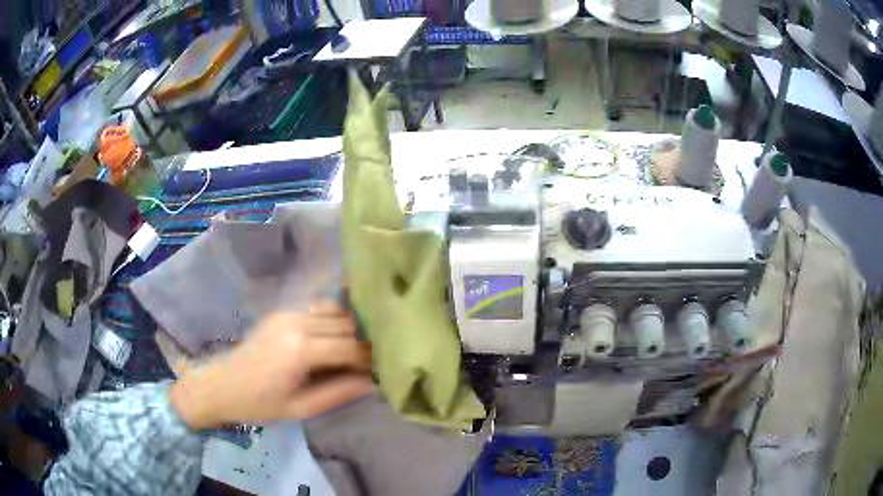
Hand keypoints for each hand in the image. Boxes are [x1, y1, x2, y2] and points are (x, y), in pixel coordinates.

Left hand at [169, 302, 372, 429]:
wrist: (223, 385)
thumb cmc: (261, 404)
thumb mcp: (301, 408)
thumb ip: (339, 393)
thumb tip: (373, 381)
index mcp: (301, 350)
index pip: (351, 347)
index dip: (371, 358)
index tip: (384, 369)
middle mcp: (297, 323)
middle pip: (347, 325)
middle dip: (365, 341)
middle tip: (375, 360)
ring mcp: (288, 313)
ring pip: (336, 312)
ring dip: (351, 328)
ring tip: (359, 349)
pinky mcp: (282, 312)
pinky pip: (319, 309)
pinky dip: (335, 319)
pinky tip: (338, 336)